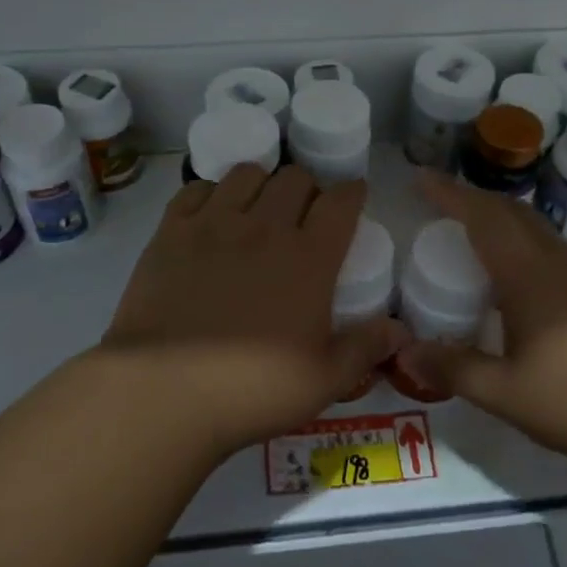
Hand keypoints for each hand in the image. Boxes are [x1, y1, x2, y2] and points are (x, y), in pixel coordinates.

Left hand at [103, 165, 405, 457]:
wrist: (164, 392)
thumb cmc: (252, 389)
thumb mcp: (324, 380)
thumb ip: (365, 348)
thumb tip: (402, 330)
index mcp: (309, 257)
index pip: (341, 202)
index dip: (352, 192)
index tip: (353, 196)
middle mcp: (265, 227)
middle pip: (295, 178)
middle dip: (308, 188)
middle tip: (304, 213)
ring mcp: (214, 224)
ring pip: (247, 173)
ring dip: (262, 183)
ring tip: (257, 208)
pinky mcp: (171, 231)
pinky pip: (196, 188)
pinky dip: (211, 193)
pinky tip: (211, 216)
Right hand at [393, 173, 566, 474]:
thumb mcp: (507, 393)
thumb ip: (455, 370)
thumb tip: (405, 354)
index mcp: (528, 274)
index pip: (482, 217)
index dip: (449, 194)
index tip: (421, 178)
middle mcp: (558, 262)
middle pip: (512, 212)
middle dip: (474, 200)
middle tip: (441, 205)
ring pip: (537, 230)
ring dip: (502, 221)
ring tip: (474, 238)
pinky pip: (553, 251)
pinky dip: (524, 245)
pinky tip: (519, 282)